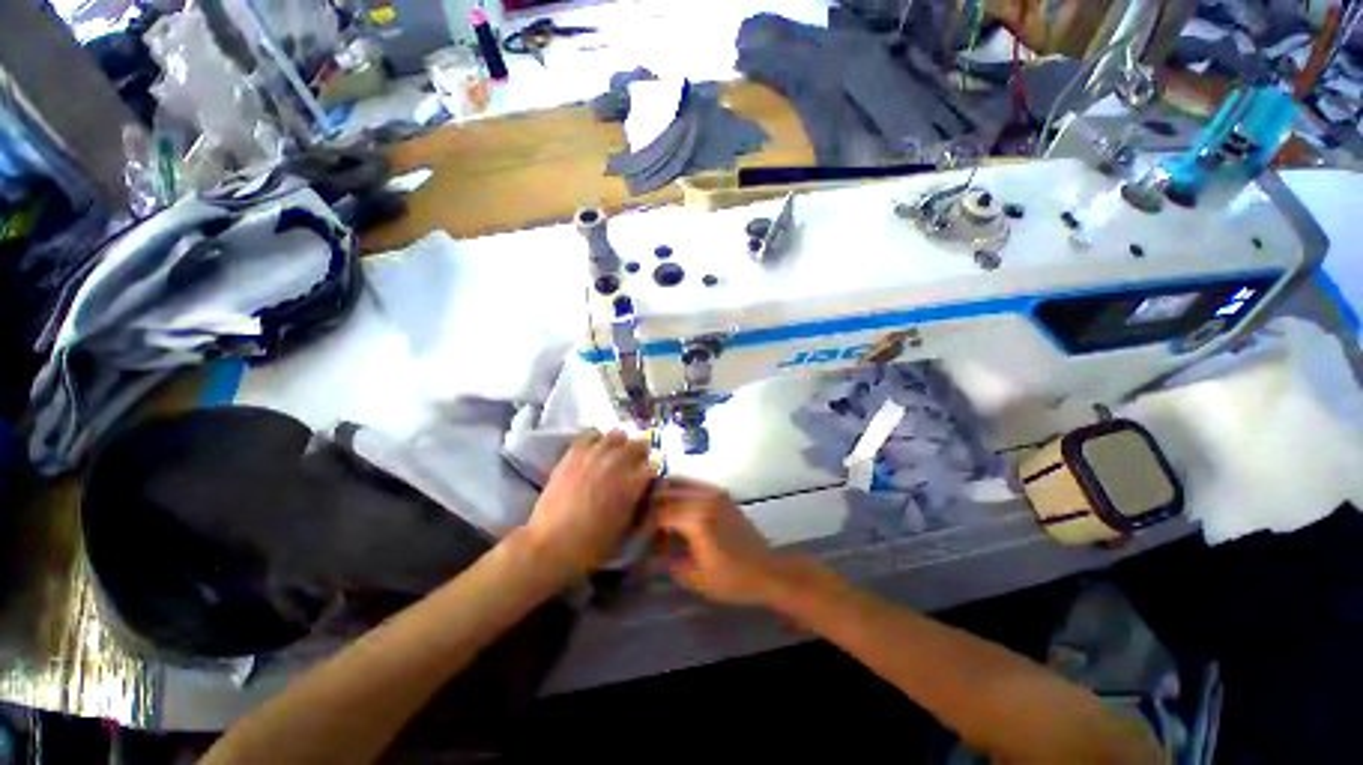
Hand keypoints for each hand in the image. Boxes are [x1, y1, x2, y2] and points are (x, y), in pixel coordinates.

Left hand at [523, 430, 654, 576]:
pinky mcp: (574, 453)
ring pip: (618, 434)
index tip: (650, 475)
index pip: (655, 462)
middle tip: (636, 462)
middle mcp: (617, 463)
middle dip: (642, 452)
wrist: (552, 543)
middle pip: (640, 443)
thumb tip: (649, 489)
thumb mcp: (627, 527)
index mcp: (633, 483)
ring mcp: (595, 455)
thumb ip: (642, 503)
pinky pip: (592, 434)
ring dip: (621, 443)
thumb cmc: (593, 543)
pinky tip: (596, 449)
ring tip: (616, 453)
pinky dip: (597, 439)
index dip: (653, 468)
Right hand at [650, 478, 797, 605]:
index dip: (643, 521)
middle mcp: (704, 498)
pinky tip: (673, 504)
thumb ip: (667, 561)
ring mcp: (714, 492)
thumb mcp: (695, 577)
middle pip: (667, 491)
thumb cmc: (731, 579)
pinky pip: (693, 484)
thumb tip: (647, 551)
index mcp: (697, 519)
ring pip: (679, 481)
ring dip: (663, 492)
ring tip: (651, 507)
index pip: (659, 512)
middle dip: (650, 503)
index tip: (633, 531)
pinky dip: (678, 489)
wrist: (766, 570)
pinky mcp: (721, 493)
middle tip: (638, 516)